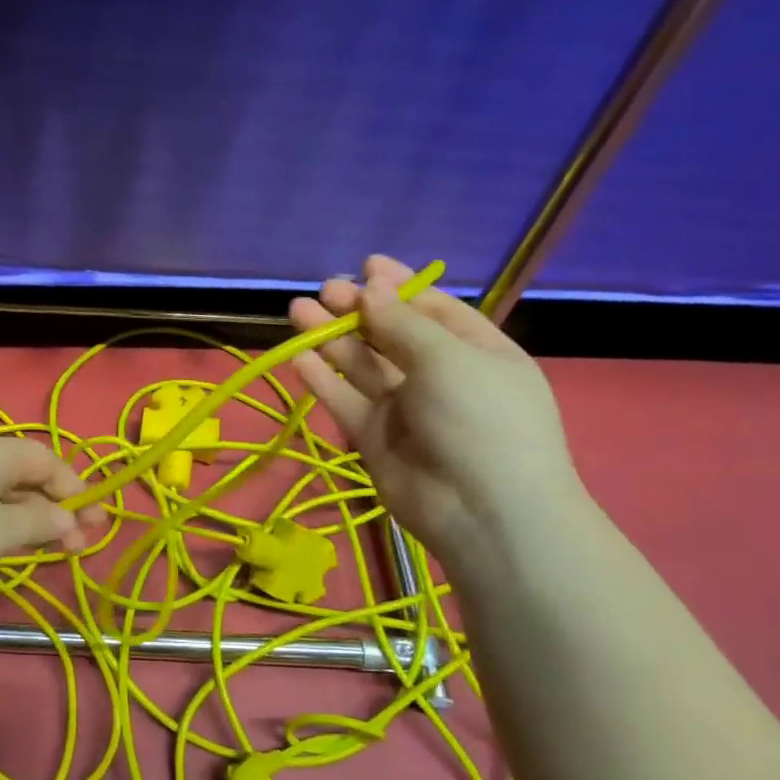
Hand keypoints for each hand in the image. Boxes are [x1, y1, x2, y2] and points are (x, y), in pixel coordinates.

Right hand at [289, 255, 586, 570]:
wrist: (483, 512)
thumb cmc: (481, 419)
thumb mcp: (448, 358)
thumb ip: (402, 323)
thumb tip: (371, 289)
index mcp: (476, 351)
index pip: (433, 309)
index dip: (399, 287)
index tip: (365, 266)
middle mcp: (439, 376)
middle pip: (391, 334)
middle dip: (357, 310)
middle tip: (323, 291)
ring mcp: (405, 409)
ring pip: (362, 365)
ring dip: (331, 338)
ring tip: (297, 310)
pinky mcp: (374, 438)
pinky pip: (345, 400)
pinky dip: (321, 378)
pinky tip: (297, 354)